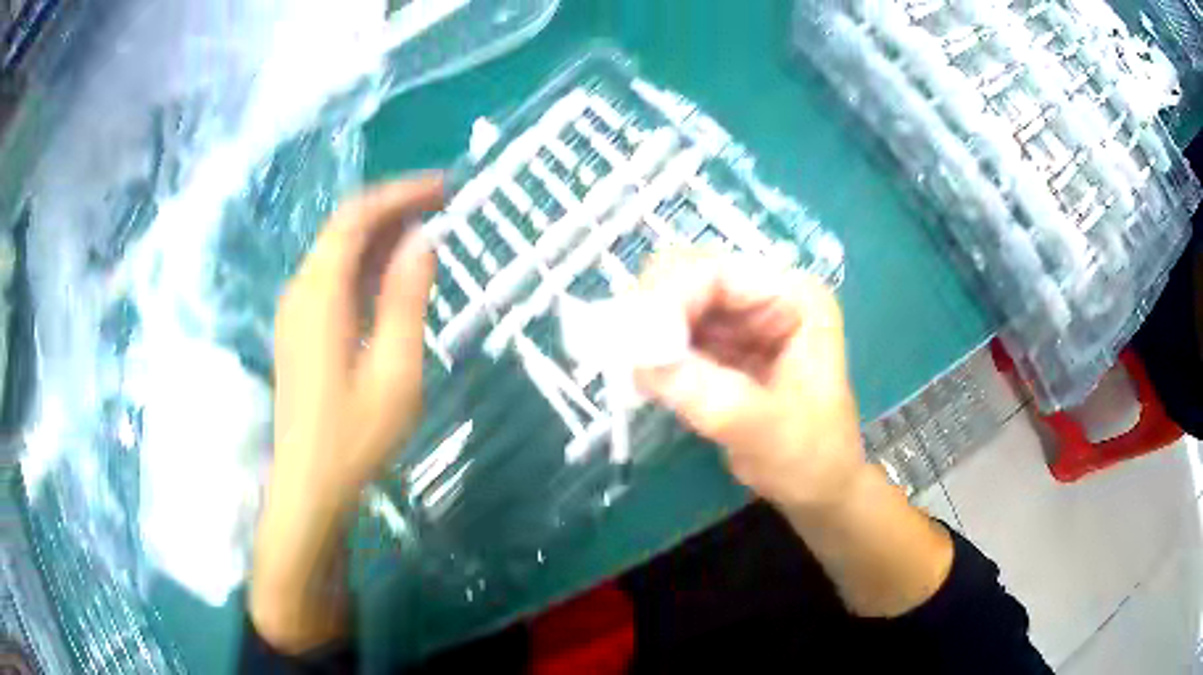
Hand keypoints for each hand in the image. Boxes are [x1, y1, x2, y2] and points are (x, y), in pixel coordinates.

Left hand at [252, 175, 442, 652]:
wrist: (308, 486)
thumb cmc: (355, 438)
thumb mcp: (395, 372)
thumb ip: (407, 301)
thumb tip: (423, 241)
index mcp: (320, 295)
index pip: (356, 218)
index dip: (400, 193)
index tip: (444, 187)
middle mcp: (300, 291)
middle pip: (343, 227)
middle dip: (392, 207)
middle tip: (442, 204)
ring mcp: (294, 311)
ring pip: (336, 251)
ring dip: (379, 233)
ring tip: (426, 231)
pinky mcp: (298, 330)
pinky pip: (331, 276)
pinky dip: (364, 262)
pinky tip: (391, 273)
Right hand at [634, 249, 867, 513]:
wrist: (818, 490)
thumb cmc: (811, 459)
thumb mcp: (766, 432)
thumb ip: (712, 397)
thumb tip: (642, 363)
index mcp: (794, 298)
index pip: (717, 271)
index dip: (670, 297)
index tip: (637, 344)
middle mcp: (765, 294)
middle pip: (687, 274)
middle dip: (652, 312)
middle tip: (631, 359)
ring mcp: (740, 318)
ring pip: (671, 301)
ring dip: (647, 333)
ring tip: (640, 377)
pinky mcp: (719, 345)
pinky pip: (670, 331)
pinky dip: (651, 351)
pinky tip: (648, 381)